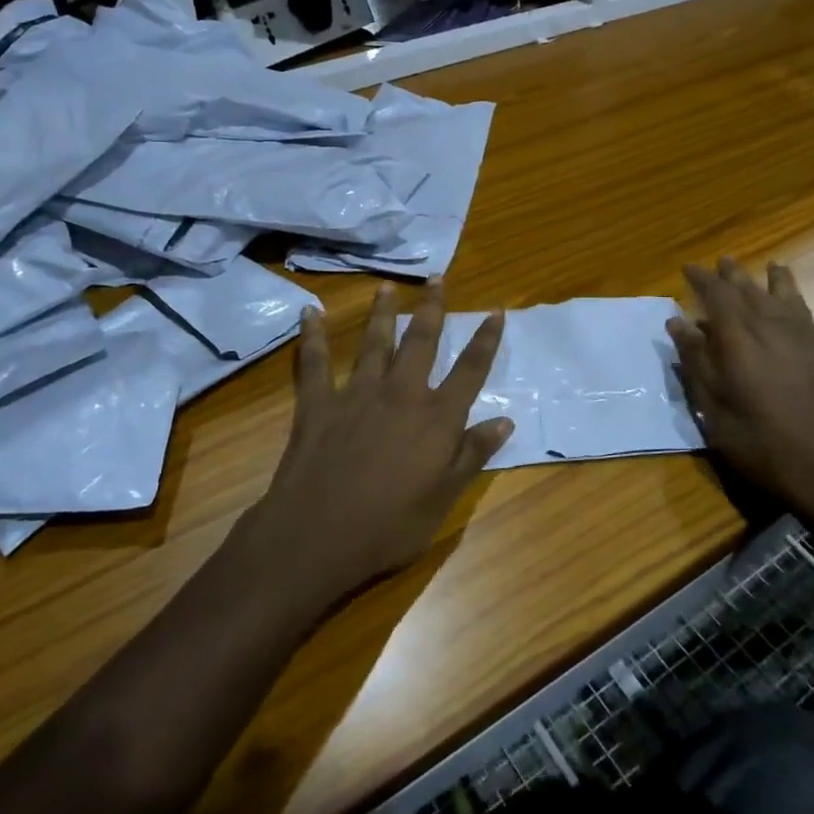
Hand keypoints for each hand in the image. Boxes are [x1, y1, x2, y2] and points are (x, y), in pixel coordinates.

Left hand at [244, 280, 510, 606]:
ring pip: (374, 342)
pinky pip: (315, 362)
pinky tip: (309, 313)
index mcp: (436, 418)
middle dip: (432, 308)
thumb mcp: (444, 498)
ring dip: (382, 312)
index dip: (486, 340)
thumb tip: (505, 419)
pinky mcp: (319, 403)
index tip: (496, 312)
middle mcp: (401, 393)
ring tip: (386, 287)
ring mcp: (357, 394)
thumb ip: (473, 454)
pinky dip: (312, 336)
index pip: (470, 370)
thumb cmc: (389, 525)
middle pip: (421, 341)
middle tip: (437, 279)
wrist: (318, 535)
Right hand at [668, 258, 813, 544]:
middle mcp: (775, 330)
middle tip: (724, 260)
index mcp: (740, 342)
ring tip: (774, 265)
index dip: (702, 280)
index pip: (717, 298)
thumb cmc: (763, 447)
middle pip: (753, 293)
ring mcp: (812, 342)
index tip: (689, 267)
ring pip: (792, 300)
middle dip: (736, 276)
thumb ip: (696, 362)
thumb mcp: (715, 411)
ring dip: (781, 281)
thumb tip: (677, 321)